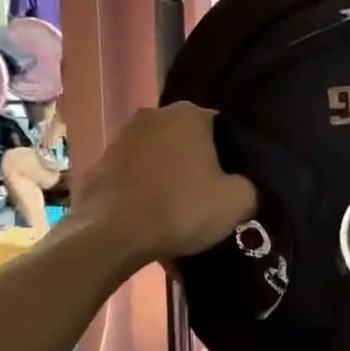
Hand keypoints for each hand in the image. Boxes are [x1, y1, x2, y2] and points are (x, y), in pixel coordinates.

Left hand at [70, 102, 255, 262]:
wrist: (111, 236)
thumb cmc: (180, 209)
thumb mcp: (237, 202)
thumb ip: (251, 186)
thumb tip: (245, 186)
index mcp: (189, 114)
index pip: (222, 127)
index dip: (230, 155)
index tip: (231, 180)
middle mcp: (153, 114)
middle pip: (186, 138)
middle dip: (196, 161)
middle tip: (206, 194)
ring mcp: (120, 137)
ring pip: (156, 154)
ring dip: (166, 173)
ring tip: (174, 207)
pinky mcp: (98, 163)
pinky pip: (131, 174)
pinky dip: (140, 188)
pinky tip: (147, 214)